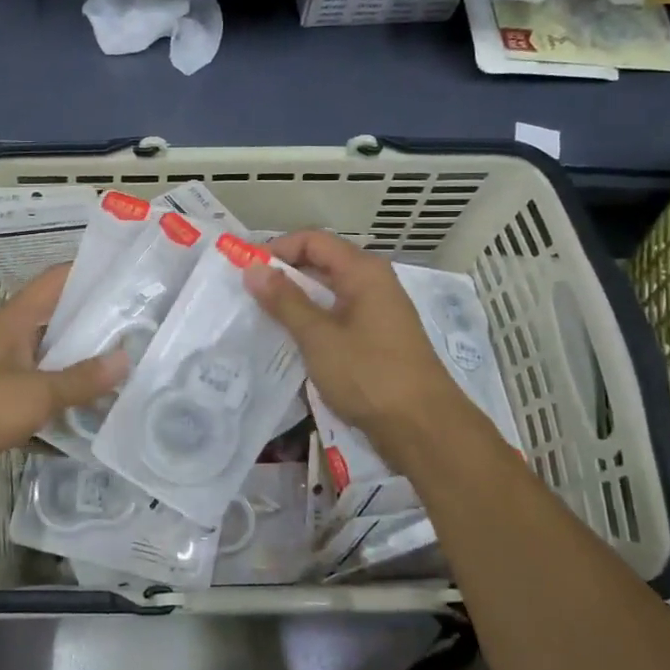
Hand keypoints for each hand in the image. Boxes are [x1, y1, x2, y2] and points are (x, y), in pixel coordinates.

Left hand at [0, 264, 125, 490]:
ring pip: (47, 364)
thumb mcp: (38, 391)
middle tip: (135, 330)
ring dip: (77, 370)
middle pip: (54, 323)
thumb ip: (82, 378)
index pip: (54, 282)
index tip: (123, 278)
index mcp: (13, 321)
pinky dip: (58, 408)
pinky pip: (35, 400)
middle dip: (92, 327)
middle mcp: (6, 340)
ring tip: (122, 372)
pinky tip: (90, 419)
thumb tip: (125, 359)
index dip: (87, 274)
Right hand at [243, 231, 470, 446]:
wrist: (424, 428)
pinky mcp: (377, 338)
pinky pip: (338, 316)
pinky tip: (292, 340)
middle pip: (321, 263)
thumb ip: (284, 300)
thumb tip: (253, 269)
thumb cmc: (369, 375)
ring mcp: (378, 312)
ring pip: (328, 292)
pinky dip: (313, 321)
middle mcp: (373, 283)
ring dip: (296, 301)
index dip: (277, 249)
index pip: (312, 241)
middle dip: (283, 275)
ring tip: (262, 317)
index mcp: (363, 272)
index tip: (246, 271)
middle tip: (248, 295)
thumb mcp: (319, 337)